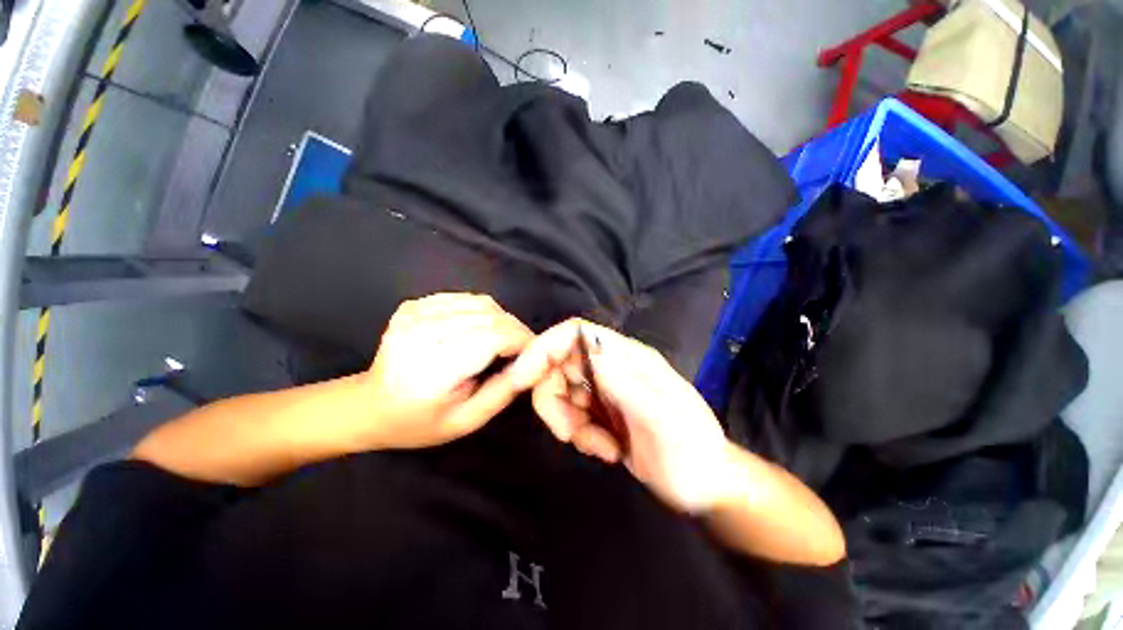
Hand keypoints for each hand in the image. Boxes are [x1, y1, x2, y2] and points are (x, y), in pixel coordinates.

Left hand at [356, 293, 533, 449]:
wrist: (369, 407)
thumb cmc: (420, 422)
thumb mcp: (468, 420)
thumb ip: (505, 389)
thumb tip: (539, 362)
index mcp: (433, 370)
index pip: (494, 337)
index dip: (522, 341)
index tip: (536, 353)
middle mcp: (421, 333)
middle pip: (490, 316)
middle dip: (516, 330)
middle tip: (523, 350)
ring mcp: (414, 314)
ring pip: (481, 303)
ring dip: (502, 319)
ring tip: (504, 341)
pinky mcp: (414, 304)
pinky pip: (465, 298)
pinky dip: (482, 311)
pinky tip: (480, 329)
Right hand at [508, 319, 733, 512]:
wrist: (705, 485)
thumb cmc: (692, 453)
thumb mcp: (664, 423)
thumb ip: (627, 386)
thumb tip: (589, 352)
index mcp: (628, 358)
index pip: (575, 333)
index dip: (543, 348)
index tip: (521, 379)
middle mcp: (612, 367)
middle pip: (559, 365)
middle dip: (555, 401)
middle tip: (571, 434)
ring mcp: (605, 389)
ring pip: (561, 392)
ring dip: (569, 423)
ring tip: (601, 449)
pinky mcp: (601, 411)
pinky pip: (570, 414)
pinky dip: (578, 434)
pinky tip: (606, 451)